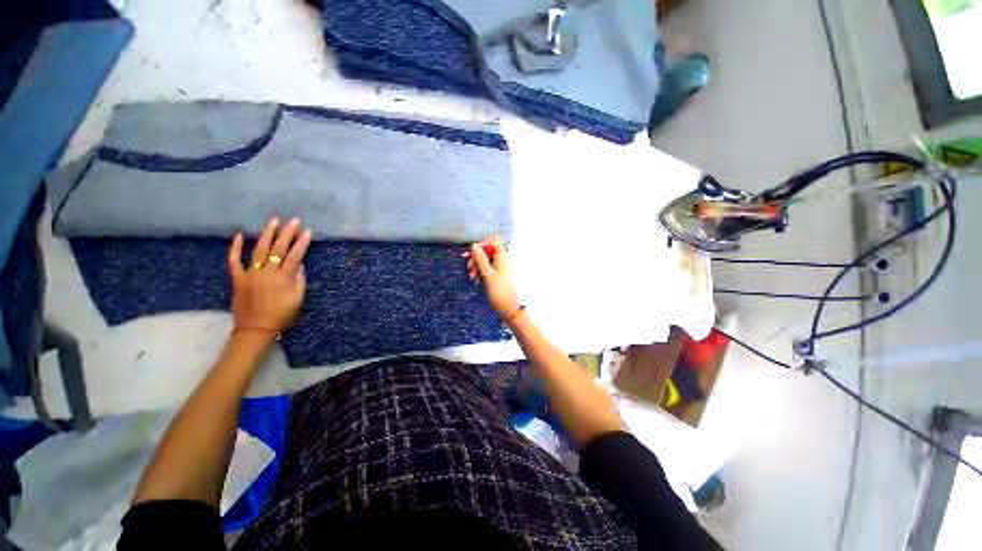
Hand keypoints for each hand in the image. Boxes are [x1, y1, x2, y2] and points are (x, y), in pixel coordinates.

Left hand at [227, 217, 312, 338]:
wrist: (255, 329)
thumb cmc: (281, 315)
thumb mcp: (298, 299)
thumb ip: (299, 280)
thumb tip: (299, 264)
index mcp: (283, 278)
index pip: (295, 256)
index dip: (302, 243)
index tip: (308, 232)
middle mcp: (266, 272)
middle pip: (278, 249)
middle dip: (287, 233)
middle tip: (293, 221)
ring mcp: (250, 274)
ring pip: (259, 250)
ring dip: (266, 234)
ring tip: (273, 221)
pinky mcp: (237, 278)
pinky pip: (234, 260)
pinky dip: (236, 248)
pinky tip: (240, 235)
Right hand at [465, 236, 521, 319]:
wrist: (509, 308)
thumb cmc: (500, 292)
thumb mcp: (487, 274)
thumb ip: (480, 259)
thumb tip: (474, 245)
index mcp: (503, 256)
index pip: (493, 240)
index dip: (482, 244)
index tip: (473, 253)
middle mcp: (503, 260)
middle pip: (488, 250)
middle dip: (476, 257)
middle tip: (469, 267)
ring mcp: (501, 268)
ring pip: (486, 260)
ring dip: (477, 266)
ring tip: (472, 277)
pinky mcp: (498, 276)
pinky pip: (488, 268)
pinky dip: (481, 272)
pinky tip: (476, 280)